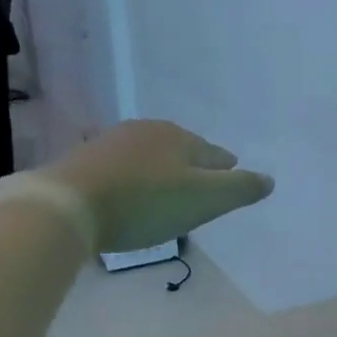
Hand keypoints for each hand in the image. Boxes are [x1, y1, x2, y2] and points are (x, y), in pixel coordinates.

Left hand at [41, 120, 274, 253]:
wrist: (67, 205)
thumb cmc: (145, 203)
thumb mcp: (204, 200)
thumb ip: (240, 189)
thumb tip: (269, 180)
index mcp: (180, 137)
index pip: (216, 155)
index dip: (226, 172)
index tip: (229, 185)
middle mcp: (148, 131)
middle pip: (182, 152)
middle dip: (194, 170)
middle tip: (200, 193)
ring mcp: (112, 143)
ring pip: (151, 158)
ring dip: (161, 174)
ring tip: (166, 196)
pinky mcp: (84, 161)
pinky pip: (123, 170)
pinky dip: (134, 181)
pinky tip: (129, 197)